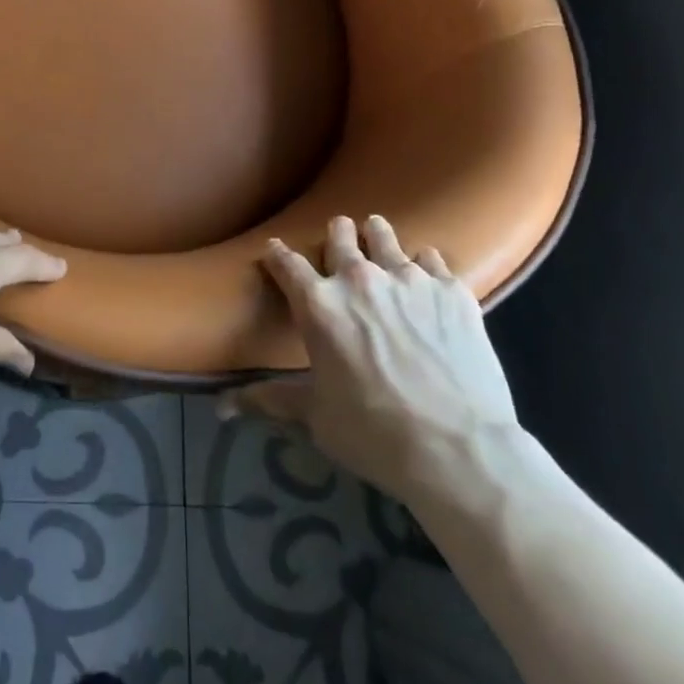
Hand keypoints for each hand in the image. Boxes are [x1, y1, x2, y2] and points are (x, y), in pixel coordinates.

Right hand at [227, 215, 518, 507]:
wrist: (458, 449)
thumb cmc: (375, 435)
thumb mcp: (317, 418)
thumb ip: (272, 399)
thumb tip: (224, 407)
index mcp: (319, 305)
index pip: (286, 264)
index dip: (277, 255)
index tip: (275, 251)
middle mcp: (358, 279)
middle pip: (339, 235)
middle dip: (336, 234)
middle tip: (339, 237)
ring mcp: (408, 279)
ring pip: (384, 235)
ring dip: (377, 236)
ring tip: (378, 237)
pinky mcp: (450, 289)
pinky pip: (432, 259)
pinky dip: (424, 266)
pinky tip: (428, 279)